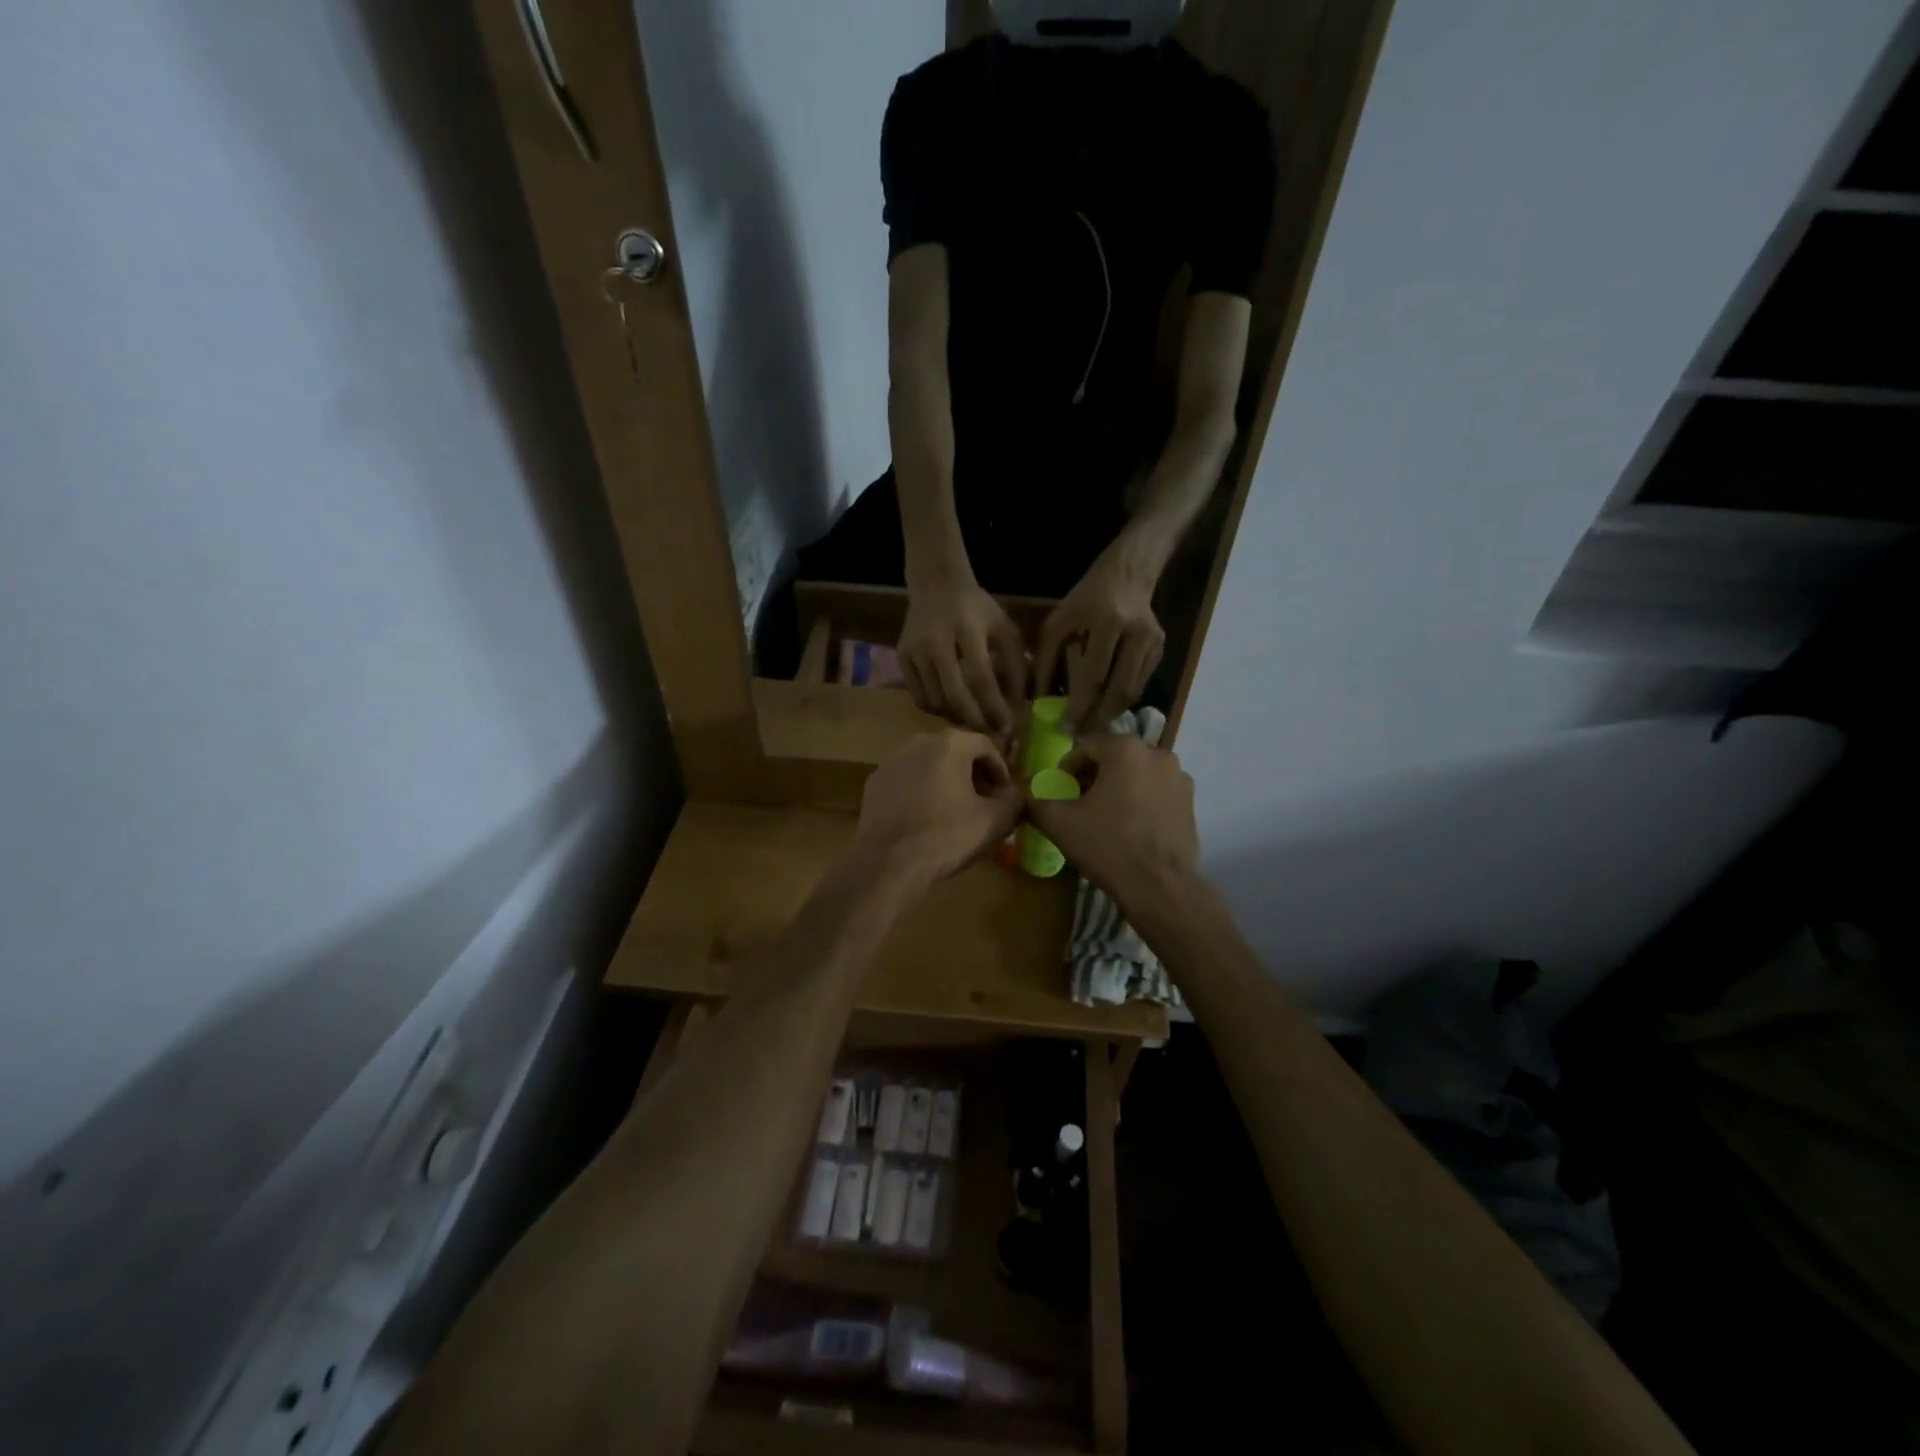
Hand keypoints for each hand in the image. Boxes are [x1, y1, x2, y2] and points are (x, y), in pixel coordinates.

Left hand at [854, 729, 1024, 887]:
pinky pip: (907, 781)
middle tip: (985, 803)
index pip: (986, 747)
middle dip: (974, 776)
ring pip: (929, 766)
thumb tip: (1017, 796)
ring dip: (947, 783)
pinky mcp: (874, 783)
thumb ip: (1015, 801)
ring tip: (956, 812)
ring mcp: (892, 761)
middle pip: (956, 753)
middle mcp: (918, 742)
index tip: (1006, 796)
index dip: (1001, 771)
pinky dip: (921, 792)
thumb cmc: (947, 836)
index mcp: (950, 744)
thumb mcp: (995, 821)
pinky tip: (926, 819)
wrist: (888, 863)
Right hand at [898, 577, 1027, 740]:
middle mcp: (936, 641)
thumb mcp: (1004, 628)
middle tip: (990, 734)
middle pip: (954, 695)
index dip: (995, 707)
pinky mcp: (901, 658)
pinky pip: (919, 697)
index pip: (981, 678)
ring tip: (973, 720)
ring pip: (935, 701)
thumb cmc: (977, 609)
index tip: (1009, 727)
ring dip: (957, 717)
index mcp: (967, 629)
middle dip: (975, 721)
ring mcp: (914, 650)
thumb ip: (1015, 665)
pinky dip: (937, 709)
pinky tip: (952, 705)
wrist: (936, 584)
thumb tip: (1019, 708)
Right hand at [1024, 735, 1199, 910]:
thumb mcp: (1059, 822)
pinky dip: (1141, 802)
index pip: (1085, 748)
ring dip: (1119, 789)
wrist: (1160, 887)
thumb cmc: (1107, 845)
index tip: (1059, 793)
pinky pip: (1156, 793)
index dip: (1067, 770)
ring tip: (1106, 818)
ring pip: (1137, 775)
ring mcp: (1179, 777)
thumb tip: (1024, 794)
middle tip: (1079, 805)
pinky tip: (1131, 829)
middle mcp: (1157, 753)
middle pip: (1114, 759)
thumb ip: (1036, 801)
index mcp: (1125, 748)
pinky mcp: (1191, 802)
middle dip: (1094, 778)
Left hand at [1032, 549, 1165, 734]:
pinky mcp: (1161, 649)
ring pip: (1132, 692)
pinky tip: (1106, 708)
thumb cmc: (1086, 598)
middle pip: (1119, 690)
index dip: (1080, 706)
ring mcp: (1153, 642)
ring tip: (1091, 729)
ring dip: (1110, 714)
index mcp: (1107, 621)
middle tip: (1080, 737)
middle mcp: (1135, 633)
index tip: (1065, 727)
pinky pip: (1140, 684)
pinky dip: (1122, 700)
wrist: (1129, 573)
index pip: (1094, 675)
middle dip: (1098, 719)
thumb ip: (1045, 659)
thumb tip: (1038, 700)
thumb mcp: (1058, 621)